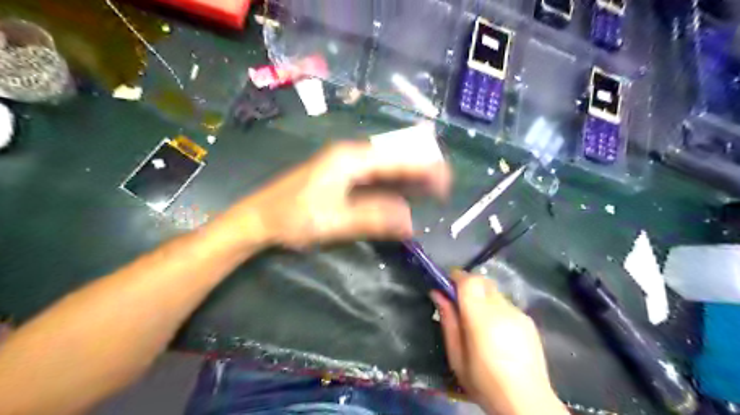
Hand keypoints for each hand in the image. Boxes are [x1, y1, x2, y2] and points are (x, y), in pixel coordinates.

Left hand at [243, 140, 450, 248]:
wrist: (259, 219)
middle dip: (420, 171)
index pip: (396, 159)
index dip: (424, 168)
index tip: (446, 180)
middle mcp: (350, 156)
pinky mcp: (340, 176)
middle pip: (393, 158)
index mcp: (350, 159)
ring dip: (407, 178)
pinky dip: (391, 185)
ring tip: (430, 190)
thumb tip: (410, 221)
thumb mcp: (334, 221)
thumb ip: (373, 219)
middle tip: (442, 187)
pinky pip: (373, 176)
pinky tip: (402, 194)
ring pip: (384, 167)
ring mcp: (344, 165)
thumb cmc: (293, 218)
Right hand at [428, 270, 567, 412]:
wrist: (526, 402)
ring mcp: (518, 313)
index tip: (446, 285)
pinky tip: (496, 332)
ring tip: (478, 322)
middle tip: (459, 303)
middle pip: (483, 282)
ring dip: (482, 298)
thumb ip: (448, 321)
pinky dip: (496, 309)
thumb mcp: (456, 356)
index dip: (456, 277)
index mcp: (481, 318)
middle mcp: (502, 309)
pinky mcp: (528, 321)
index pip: (469, 281)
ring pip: (495, 293)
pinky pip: (506, 305)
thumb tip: (437, 294)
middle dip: (468, 285)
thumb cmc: (484, 382)